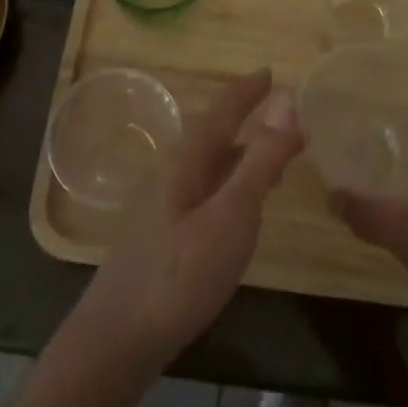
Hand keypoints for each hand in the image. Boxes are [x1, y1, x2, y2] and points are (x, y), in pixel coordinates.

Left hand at [72, 70, 301, 372]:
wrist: (120, 334)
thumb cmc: (181, 272)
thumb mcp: (232, 215)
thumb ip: (261, 161)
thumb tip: (287, 104)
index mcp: (187, 158)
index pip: (222, 110)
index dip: (247, 90)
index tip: (270, 72)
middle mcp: (172, 169)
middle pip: (214, 132)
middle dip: (247, 118)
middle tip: (284, 115)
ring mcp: (164, 201)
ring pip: (210, 161)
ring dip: (242, 152)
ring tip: (276, 158)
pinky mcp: (164, 229)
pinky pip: (205, 187)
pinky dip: (231, 181)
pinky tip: (242, 205)